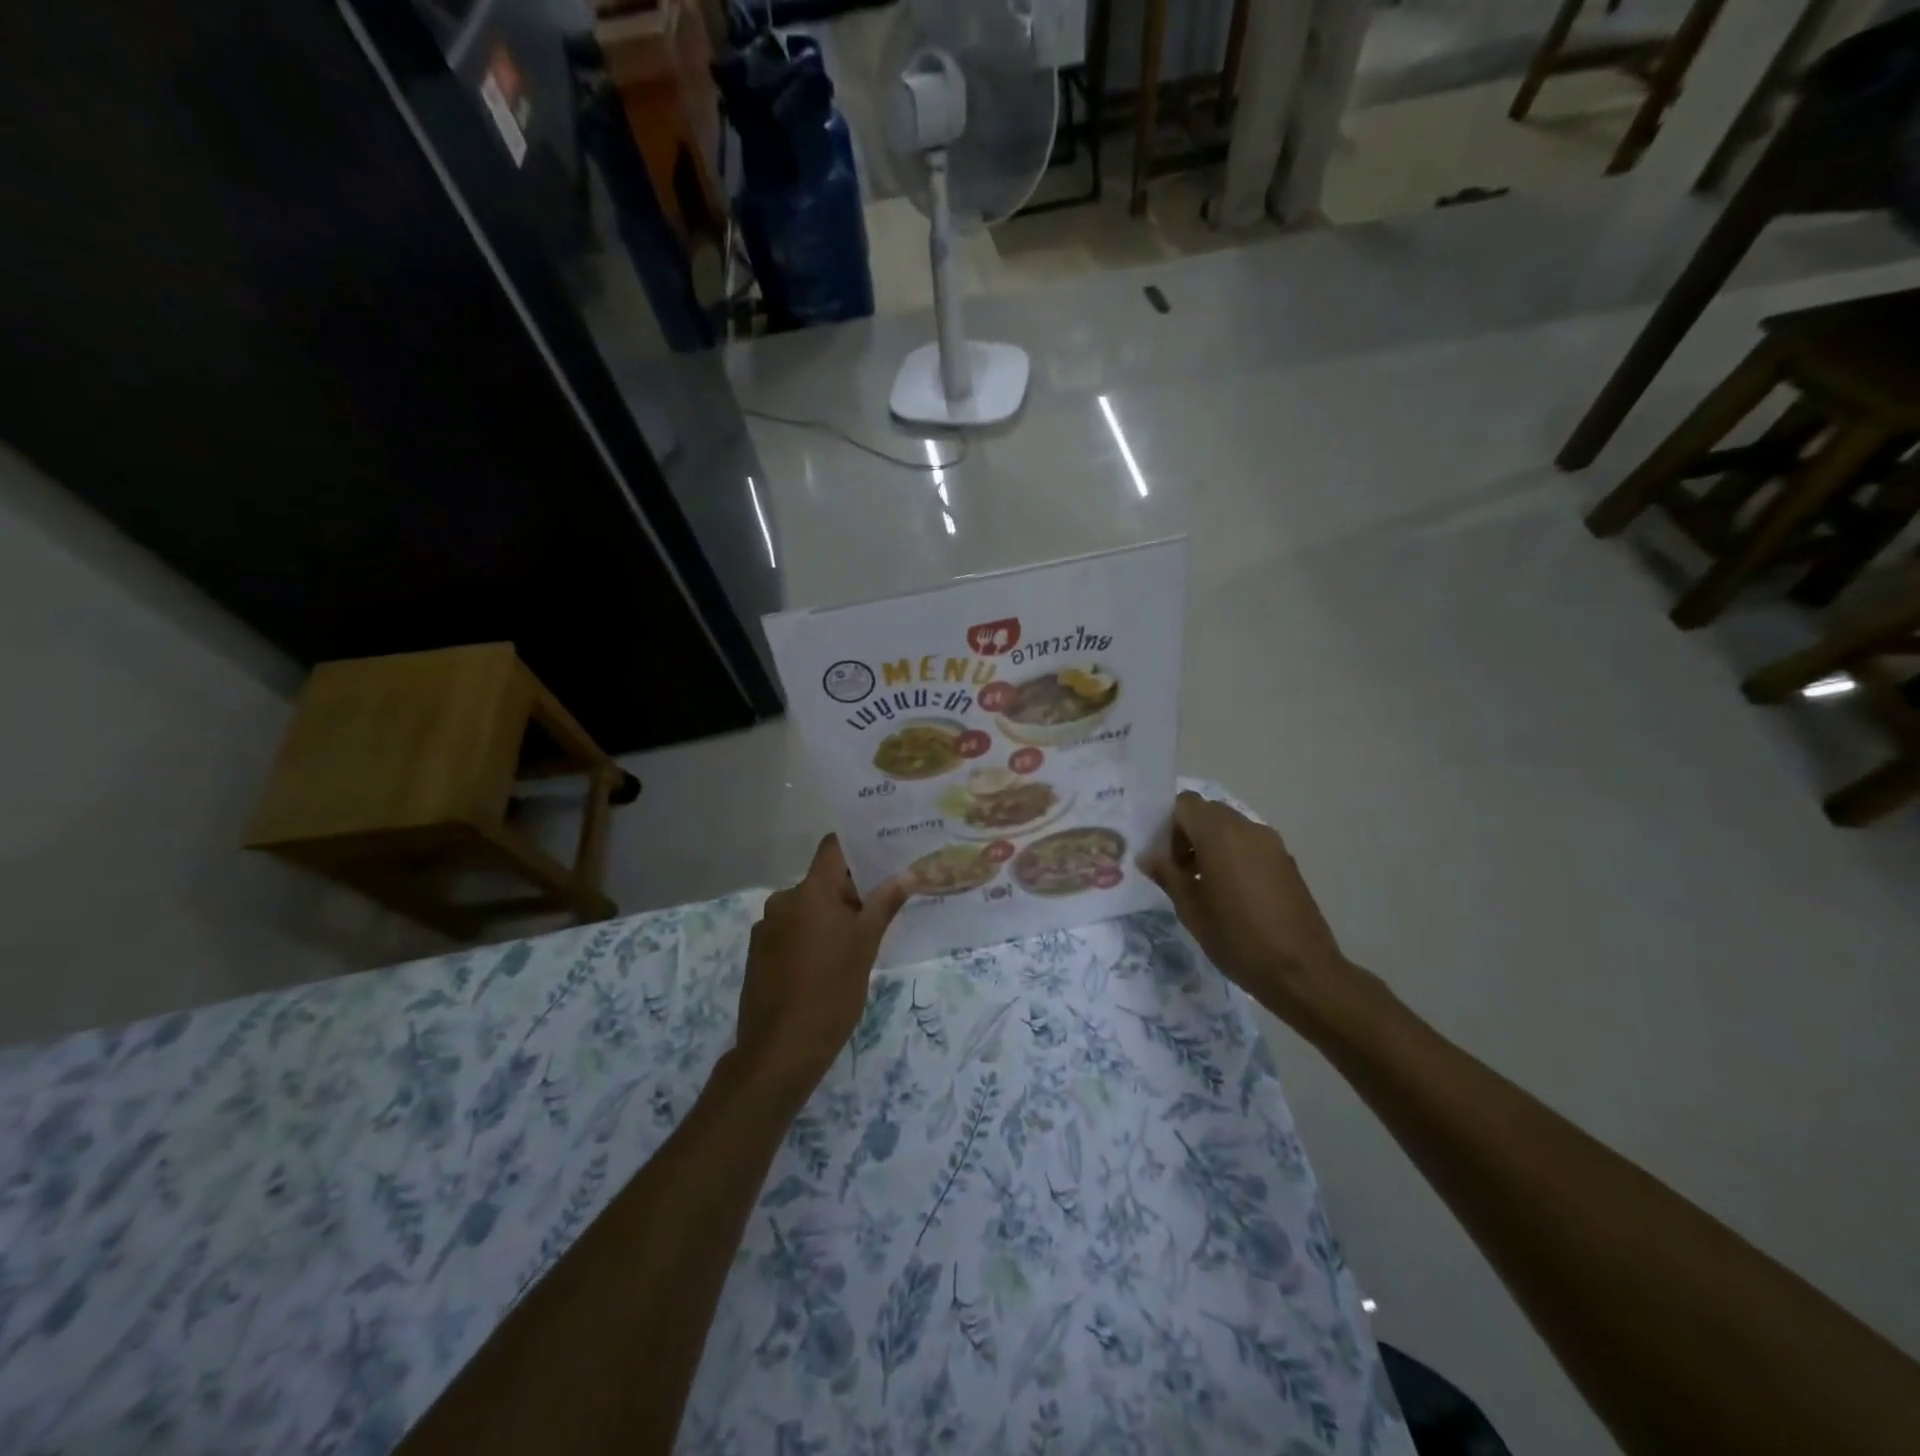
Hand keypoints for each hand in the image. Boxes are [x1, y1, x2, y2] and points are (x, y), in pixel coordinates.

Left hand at [733, 836, 908, 1100]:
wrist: (780, 1049)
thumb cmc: (831, 991)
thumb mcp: (866, 947)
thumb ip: (884, 905)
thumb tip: (905, 875)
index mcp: (811, 891)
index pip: (833, 847)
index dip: (856, 846)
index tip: (880, 854)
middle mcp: (783, 900)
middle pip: (821, 880)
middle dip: (848, 891)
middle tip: (879, 907)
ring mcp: (766, 927)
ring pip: (806, 907)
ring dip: (828, 916)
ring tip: (854, 942)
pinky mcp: (757, 953)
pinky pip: (790, 930)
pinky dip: (809, 936)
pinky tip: (824, 964)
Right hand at [1141, 791, 1357, 1030]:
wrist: (1302, 971)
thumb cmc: (1238, 939)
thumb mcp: (1191, 910)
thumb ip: (1167, 875)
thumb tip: (1147, 856)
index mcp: (1220, 835)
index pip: (1185, 803)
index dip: (1169, 824)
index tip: (1166, 857)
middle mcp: (1247, 828)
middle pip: (1208, 812)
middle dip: (1189, 833)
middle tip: (1181, 871)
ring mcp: (1271, 844)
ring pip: (1230, 827)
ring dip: (1212, 844)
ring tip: (1206, 885)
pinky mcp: (1286, 861)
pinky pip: (1250, 844)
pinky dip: (1234, 855)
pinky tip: (1233, 894)